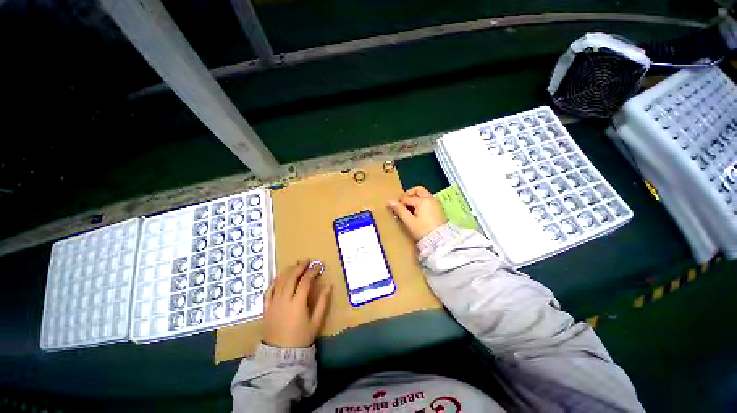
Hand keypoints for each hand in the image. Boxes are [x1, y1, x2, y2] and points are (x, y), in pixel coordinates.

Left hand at [263, 260, 331, 347]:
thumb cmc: (301, 338)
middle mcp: (284, 300)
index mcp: (297, 304)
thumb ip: (323, 303)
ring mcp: (273, 303)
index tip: (318, 266)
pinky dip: (275, 282)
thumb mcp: (316, 322)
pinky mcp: (266, 308)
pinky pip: (269, 291)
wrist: (280, 356)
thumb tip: (329, 285)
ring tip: (295, 264)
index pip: (305, 281)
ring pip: (280, 282)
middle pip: (291, 278)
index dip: (312, 272)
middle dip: (299, 267)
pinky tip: (280, 277)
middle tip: (306, 260)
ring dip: (288, 271)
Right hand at [388, 186, 446, 240]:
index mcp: (423, 201)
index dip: (399, 203)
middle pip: (418, 190)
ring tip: (408, 210)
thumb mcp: (409, 221)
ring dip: (415, 199)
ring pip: (423, 195)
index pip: (407, 198)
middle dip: (409, 195)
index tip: (395, 210)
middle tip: (403, 204)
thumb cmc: (423, 230)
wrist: (440, 241)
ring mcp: (435, 203)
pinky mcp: (438, 209)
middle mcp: (430, 199)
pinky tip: (416, 213)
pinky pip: (427, 200)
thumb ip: (399, 210)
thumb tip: (389, 201)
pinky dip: (420, 203)